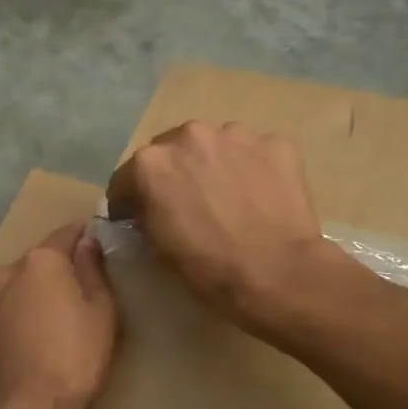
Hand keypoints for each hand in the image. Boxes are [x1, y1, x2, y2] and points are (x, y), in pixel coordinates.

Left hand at [0, 222, 116, 408]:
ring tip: (49, 327)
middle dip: (56, 273)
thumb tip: (87, 241)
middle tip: (77, 298)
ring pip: (14, 290)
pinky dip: (12, 323)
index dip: (85, 237)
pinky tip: (26, 347)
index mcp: (41, 261)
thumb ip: (93, 270)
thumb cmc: (74, 358)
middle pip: (37, 263)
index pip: (67, 232)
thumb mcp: (101, 312)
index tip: (98, 246)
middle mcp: (5, 273)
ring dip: (30, 298)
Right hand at [107, 121, 348, 335]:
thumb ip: (145, 213)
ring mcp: (237, 135)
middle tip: (191, 204)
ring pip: (216, 147)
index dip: (131, 199)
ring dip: (216, 166)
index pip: (128, 177)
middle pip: (174, 152)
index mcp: (152, 163)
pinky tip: (262, 197)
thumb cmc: (209, 268)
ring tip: (231, 199)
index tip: (140, 216)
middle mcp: (190, 135)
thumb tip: (144, 206)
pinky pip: (255, 153)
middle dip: (177, 174)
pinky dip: (254, 169)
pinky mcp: (276, 143)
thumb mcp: (157, 247)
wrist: (278, 273)